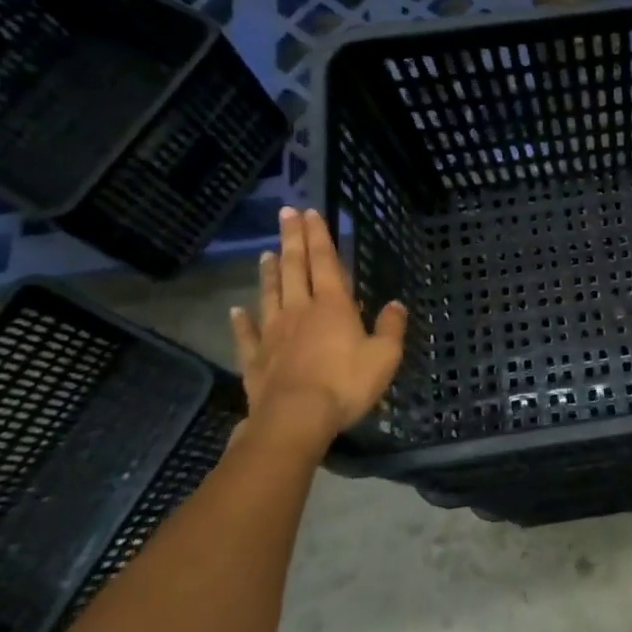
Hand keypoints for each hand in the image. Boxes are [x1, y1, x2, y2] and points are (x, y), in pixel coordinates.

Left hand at [229, 208, 406, 450]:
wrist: (296, 418)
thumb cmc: (346, 384)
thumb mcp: (385, 356)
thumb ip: (391, 328)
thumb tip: (396, 304)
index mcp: (333, 305)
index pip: (325, 261)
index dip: (319, 236)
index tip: (310, 212)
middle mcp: (299, 310)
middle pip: (294, 268)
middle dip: (292, 239)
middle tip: (286, 214)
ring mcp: (272, 333)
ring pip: (270, 294)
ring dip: (269, 272)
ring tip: (266, 253)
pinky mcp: (255, 358)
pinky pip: (246, 334)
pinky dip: (240, 320)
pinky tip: (235, 310)